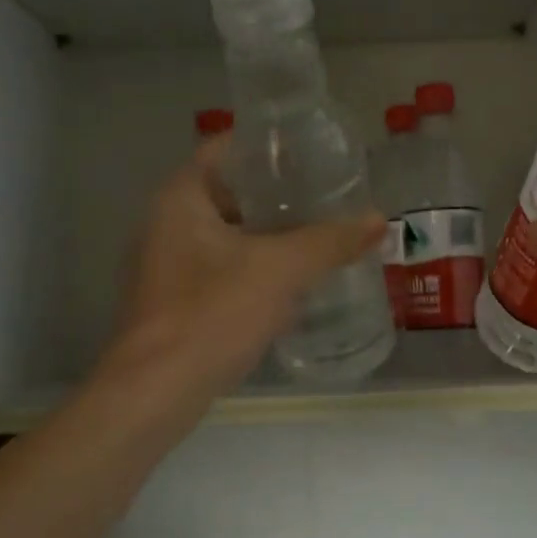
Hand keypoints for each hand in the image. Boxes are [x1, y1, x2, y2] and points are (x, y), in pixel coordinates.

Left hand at [107, 139, 385, 394]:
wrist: (157, 392)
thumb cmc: (213, 313)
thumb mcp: (281, 270)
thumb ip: (330, 241)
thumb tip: (379, 219)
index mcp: (181, 198)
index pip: (226, 148)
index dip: (270, 145)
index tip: (312, 152)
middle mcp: (166, 223)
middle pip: (229, 191)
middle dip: (278, 194)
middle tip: (326, 195)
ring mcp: (167, 264)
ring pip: (228, 233)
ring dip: (269, 233)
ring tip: (319, 233)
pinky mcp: (176, 301)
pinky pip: (223, 268)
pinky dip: (255, 266)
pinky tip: (293, 280)